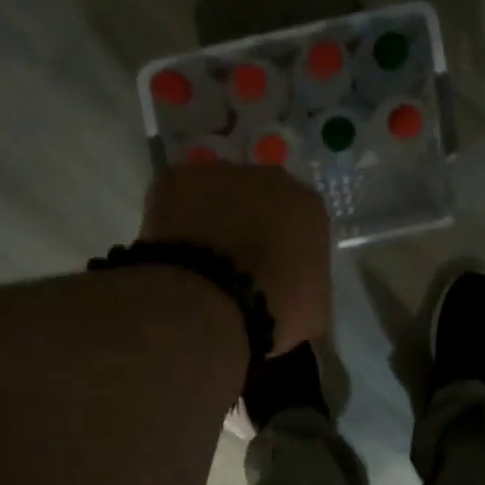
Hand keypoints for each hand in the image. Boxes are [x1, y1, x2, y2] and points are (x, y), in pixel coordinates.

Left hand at [141, 162, 332, 352]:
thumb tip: (292, 287)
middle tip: (235, 264)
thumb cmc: (273, 311)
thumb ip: (306, 283)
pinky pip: (177, 198)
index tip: (273, 273)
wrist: (213, 304)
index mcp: (309, 208)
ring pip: (217, 193)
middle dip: (249, 224)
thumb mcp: (312, 309)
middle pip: (260, 199)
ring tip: (199, 260)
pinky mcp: (175, 179)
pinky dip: (174, 219)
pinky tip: (173, 251)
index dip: (284, 248)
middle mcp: (270, 178)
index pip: (300, 223)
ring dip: (212, 217)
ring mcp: (220, 174)